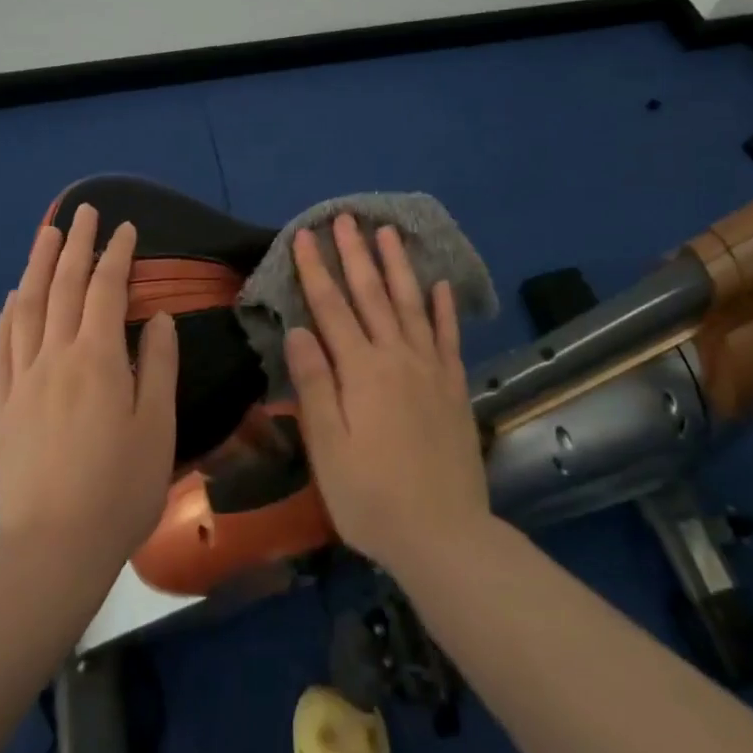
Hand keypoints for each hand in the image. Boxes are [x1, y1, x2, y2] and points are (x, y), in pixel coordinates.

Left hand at [0, 204, 177, 578]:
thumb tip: (157, 317)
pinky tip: (14, 297)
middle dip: (76, 244)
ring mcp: (23, 379)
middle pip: (64, 286)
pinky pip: (2, 346)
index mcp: (98, 358)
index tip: (125, 228)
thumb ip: (158, 364)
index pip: (106, 290)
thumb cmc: (119, 487)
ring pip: (28, 307)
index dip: (117, 255)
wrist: (53, 548)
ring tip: (46, 234)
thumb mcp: (157, 426)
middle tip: (84, 212)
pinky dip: (9, 313)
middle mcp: (55, 356)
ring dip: (38, 265)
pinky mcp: (3, 406)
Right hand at [285, 215, 491, 576]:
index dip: (316, 269)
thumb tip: (298, 330)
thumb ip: (314, 384)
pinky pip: (449, 336)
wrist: (444, 536)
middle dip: (355, 253)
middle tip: (345, 216)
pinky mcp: (454, 386)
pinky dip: (445, 308)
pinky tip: (441, 285)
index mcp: (361, 370)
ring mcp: (430, 368)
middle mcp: (397, 357)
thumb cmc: (372, 497)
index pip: (331, 307)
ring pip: (411, 303)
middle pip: (372, 294)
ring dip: (397, 265)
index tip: (306, 234)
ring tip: (388, 232)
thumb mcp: (328, 447)